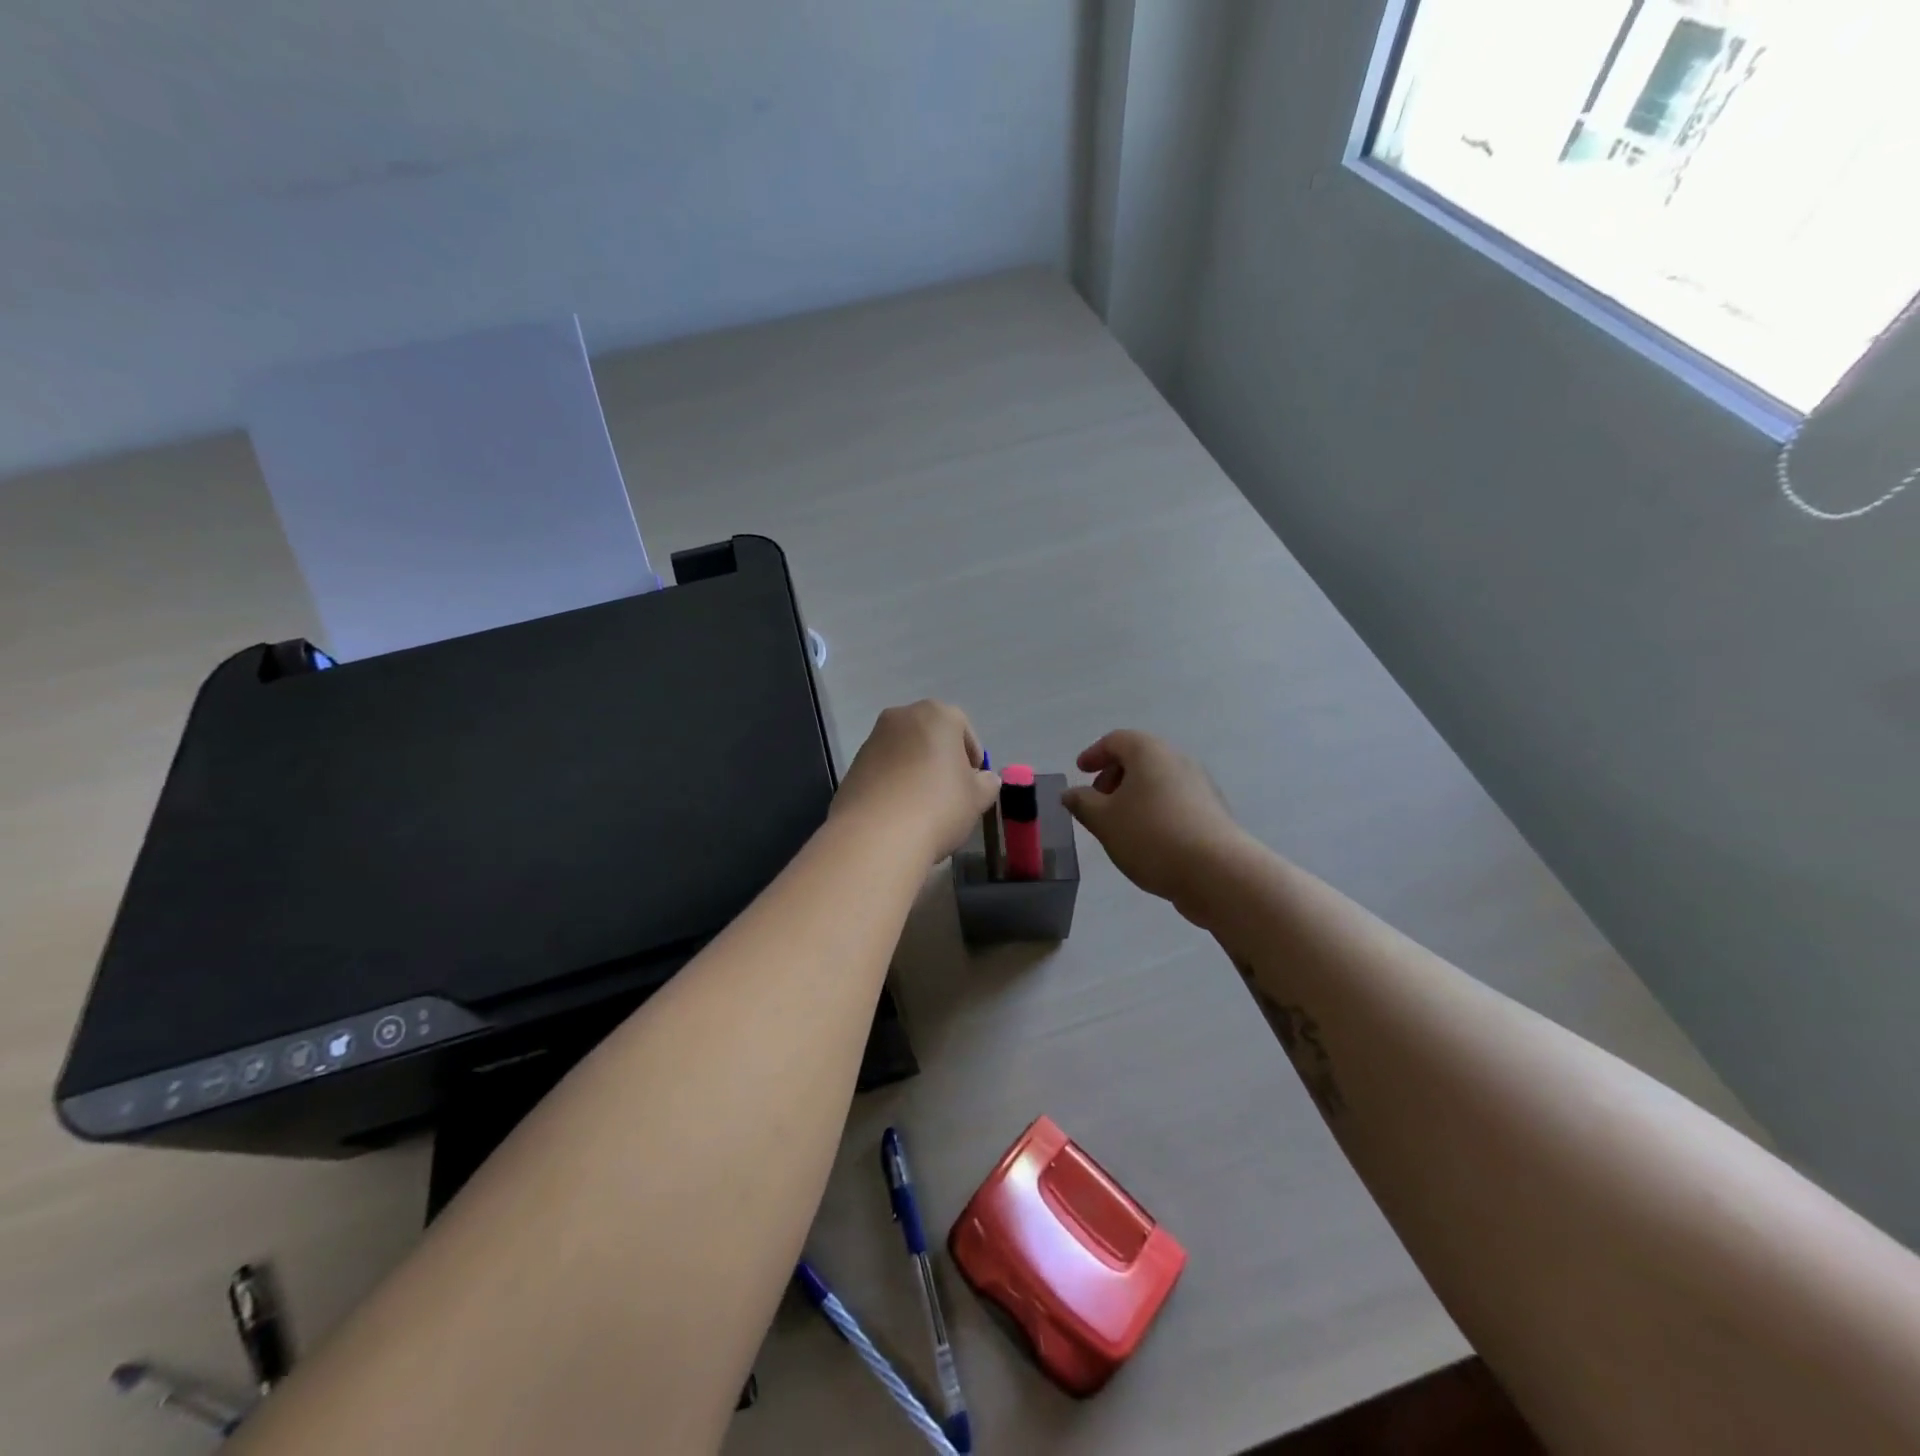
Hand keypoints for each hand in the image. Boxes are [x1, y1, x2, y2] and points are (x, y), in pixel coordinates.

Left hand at [832, 701, 999, 863]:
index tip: (974, 783)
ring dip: (915, 771)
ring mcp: (872, 740)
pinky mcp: (852, 766)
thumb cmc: (939, 806)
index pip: (963, 728)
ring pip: (904, 752)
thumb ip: (986, 783)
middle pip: (930, 736)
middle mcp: (901, 717)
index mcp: (936, 714)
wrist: (876, 836)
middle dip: (941, 759)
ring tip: (923, 806)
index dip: (972, 757)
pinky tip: (899, 813)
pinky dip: (893, 785)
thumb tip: (984, 779)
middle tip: (951, 792)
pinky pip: (883, 771)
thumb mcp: (978, 798)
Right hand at [1063, 730, 1250, 920]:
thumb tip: (1071, 793)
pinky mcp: (1212, 812)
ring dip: (1135, 795)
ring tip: (1119, 825)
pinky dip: (1155, 810)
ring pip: (1158, 781)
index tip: (1080, 771)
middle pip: (1140, 758)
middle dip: (1114, 776)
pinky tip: (1147, 839)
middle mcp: (1177, 760)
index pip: (1116, 740)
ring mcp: (1200, 785)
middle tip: (1098, 801)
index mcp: (1149, 752)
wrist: (1217, 872)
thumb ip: (1082, 803)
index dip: (1094, 754)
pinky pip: (1175, 801)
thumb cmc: (1151, 836)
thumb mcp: (1104, 821)